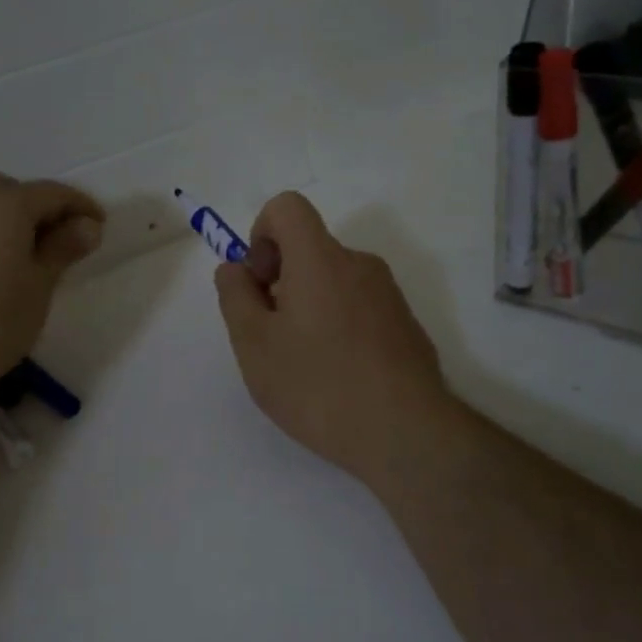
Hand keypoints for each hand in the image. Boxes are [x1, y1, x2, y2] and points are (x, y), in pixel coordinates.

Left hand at [0, 172, 103, 414]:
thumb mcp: (38, 288)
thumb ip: (63, 249)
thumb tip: (87, 224)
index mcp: (6, 201)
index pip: (54, 193)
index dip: (82, 209)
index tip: (100, 229)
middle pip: (15, 191)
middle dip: (42, 211)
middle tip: (61, 245)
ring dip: (10, 221)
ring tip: (25, 258)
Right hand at [214, 191, 455, 488]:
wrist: (406, 433)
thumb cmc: (318, 385)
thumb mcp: (254, 345)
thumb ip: (235, 297)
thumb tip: (236, 269)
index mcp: (320, 259)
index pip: (287, 207)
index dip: (261, 234)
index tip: (261, 284)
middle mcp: (359, 264)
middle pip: (309, 249)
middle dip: (281, 280)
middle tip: (273, 337)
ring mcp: (388, 295)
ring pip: (333, 281)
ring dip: (309, 306)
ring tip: (304, 364)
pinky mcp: (405, 324)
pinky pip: (359, 307)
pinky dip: (338, 325)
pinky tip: (338, 376)